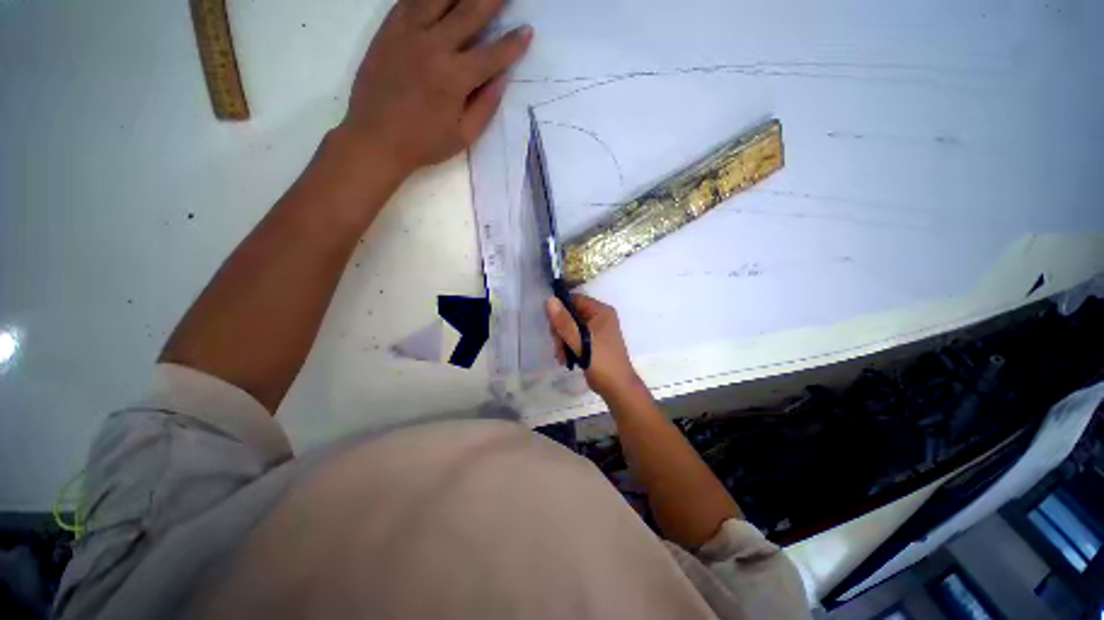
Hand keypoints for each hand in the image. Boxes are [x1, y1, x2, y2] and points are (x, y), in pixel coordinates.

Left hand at [341, 0, 532, 179]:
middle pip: (469, 13)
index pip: (492, 54)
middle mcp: (433, 46)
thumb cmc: (424, 143)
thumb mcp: (463, 136)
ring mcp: (408, 33)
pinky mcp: (388, 30)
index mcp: (455, 78)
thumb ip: (485, 106)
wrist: (375, 138)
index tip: (527, 30)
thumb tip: (502, 78)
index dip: (513, 43)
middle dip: (491, 0)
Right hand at [546, 294, 642, 397]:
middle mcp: (599, 317)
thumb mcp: (580, 341)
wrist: (617, 388)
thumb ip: (564, 322)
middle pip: (570, 314)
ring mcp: (596, 330)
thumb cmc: (601, 362)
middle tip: (558, 347)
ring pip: (570, 327)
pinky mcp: (593, 341)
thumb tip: (549, 300)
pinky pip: (575, 337)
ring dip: (562, 341)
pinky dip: (568, 346)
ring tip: (562, 357)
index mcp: (601, 311)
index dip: (560, 310)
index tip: (552, 326)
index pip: (574, 300)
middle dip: (561, 331)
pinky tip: (566, 359)